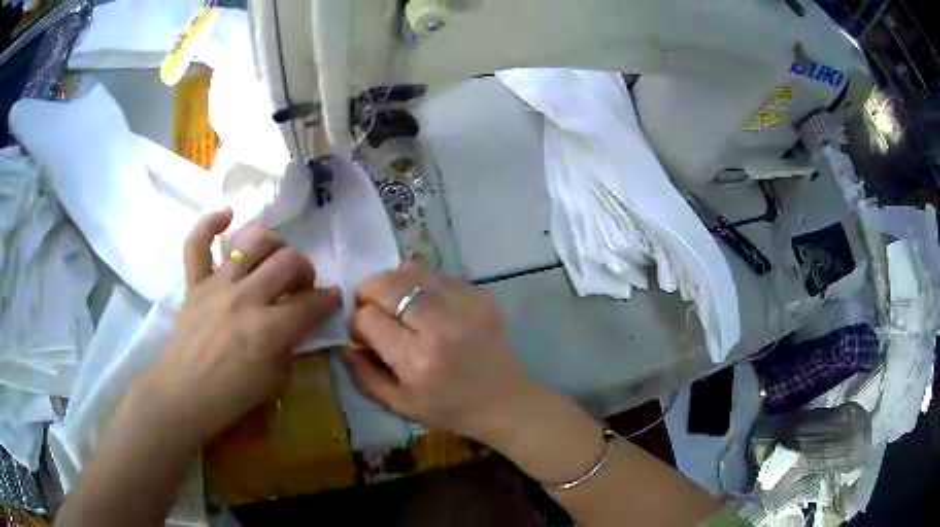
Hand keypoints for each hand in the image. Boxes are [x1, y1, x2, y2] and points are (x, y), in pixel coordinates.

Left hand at [133, 210, 340, 446]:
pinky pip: (197, 243)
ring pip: (252, 242)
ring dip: (273, 243)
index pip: (311, 303)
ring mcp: (217, 285)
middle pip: (288, 262)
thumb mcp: (276, 381)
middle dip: (305, 270)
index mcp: (269, 329)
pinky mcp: (194, 283)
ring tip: (274, 256)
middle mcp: (245, 298)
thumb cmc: (231, 396)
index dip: (329, 299)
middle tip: (302, 284)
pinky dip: (211, 223)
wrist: (185, 394)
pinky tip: (227, 216)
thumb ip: (291, 346)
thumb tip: (298, 323)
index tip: (332, 298)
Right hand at [346, 261, 535, 443]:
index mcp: (417, 360)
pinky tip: (426, 305)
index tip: (363, 333)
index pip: (368, 318)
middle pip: (386, 285)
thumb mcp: (400, 406)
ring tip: (396, 301)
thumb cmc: (450, 410)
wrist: (505, 401)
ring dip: (393, 283)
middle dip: (368, 292)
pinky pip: (438, 275)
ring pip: (411, 271)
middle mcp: (440, 327)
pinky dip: (422, 284)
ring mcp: (464, 306)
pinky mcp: (481, 296)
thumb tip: (346, 343)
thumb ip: (364, 375)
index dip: (357, 323)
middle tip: (371, 306)